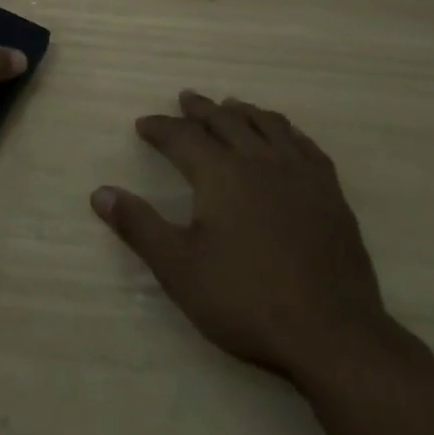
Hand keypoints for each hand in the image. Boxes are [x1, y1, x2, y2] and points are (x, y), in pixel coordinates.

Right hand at [92, 90, 401, 387]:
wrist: (332, 335)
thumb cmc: (246, 301)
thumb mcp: (178, 268)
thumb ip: (139, 226)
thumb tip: (100, 193)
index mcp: (222, 175)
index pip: (183, 137)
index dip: (160, 128)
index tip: (144, 125)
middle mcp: (261, 162)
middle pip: (227, 121)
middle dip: (201, 109)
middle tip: (185, 99)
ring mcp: (302, 176)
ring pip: (269, 126)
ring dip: (244, 112)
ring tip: (231, 106)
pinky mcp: (331, 195)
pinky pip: (306, 146)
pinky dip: (287, 131)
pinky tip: (285, 137)